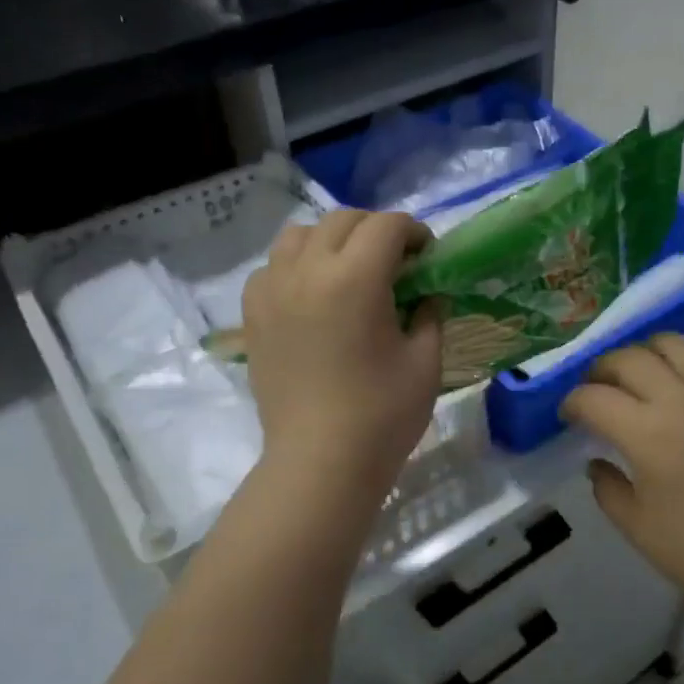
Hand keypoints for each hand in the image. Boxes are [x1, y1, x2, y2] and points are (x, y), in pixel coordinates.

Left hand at [242, 210, 441, 505]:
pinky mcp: (253, 316)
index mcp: (355, 279)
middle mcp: (307, 271)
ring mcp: (272, 291)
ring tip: (349, 271)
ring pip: (298, 236)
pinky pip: (272, 268)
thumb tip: (427, 293)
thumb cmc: (383, 415)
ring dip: (331, 240)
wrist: (320, 462)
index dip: (413, 232)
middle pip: (342, 221)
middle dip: (375, 231)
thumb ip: (430, 314)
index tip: (427, 255)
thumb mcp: (425, 362)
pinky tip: (313, 296)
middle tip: (396, 263)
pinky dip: (296, 266)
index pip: (386, 226)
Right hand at [560, 334, 683, 618]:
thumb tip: (597, 463)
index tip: (568, 415)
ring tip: (638, 373)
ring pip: (676, 345)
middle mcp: (681, 401)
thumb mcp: (639, 529)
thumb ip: (608, 490)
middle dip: (601, 369)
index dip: (572, 402)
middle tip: (595, 389)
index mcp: (647, 434)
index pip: (594, 398)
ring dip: (646, 352)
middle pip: (630, 360)